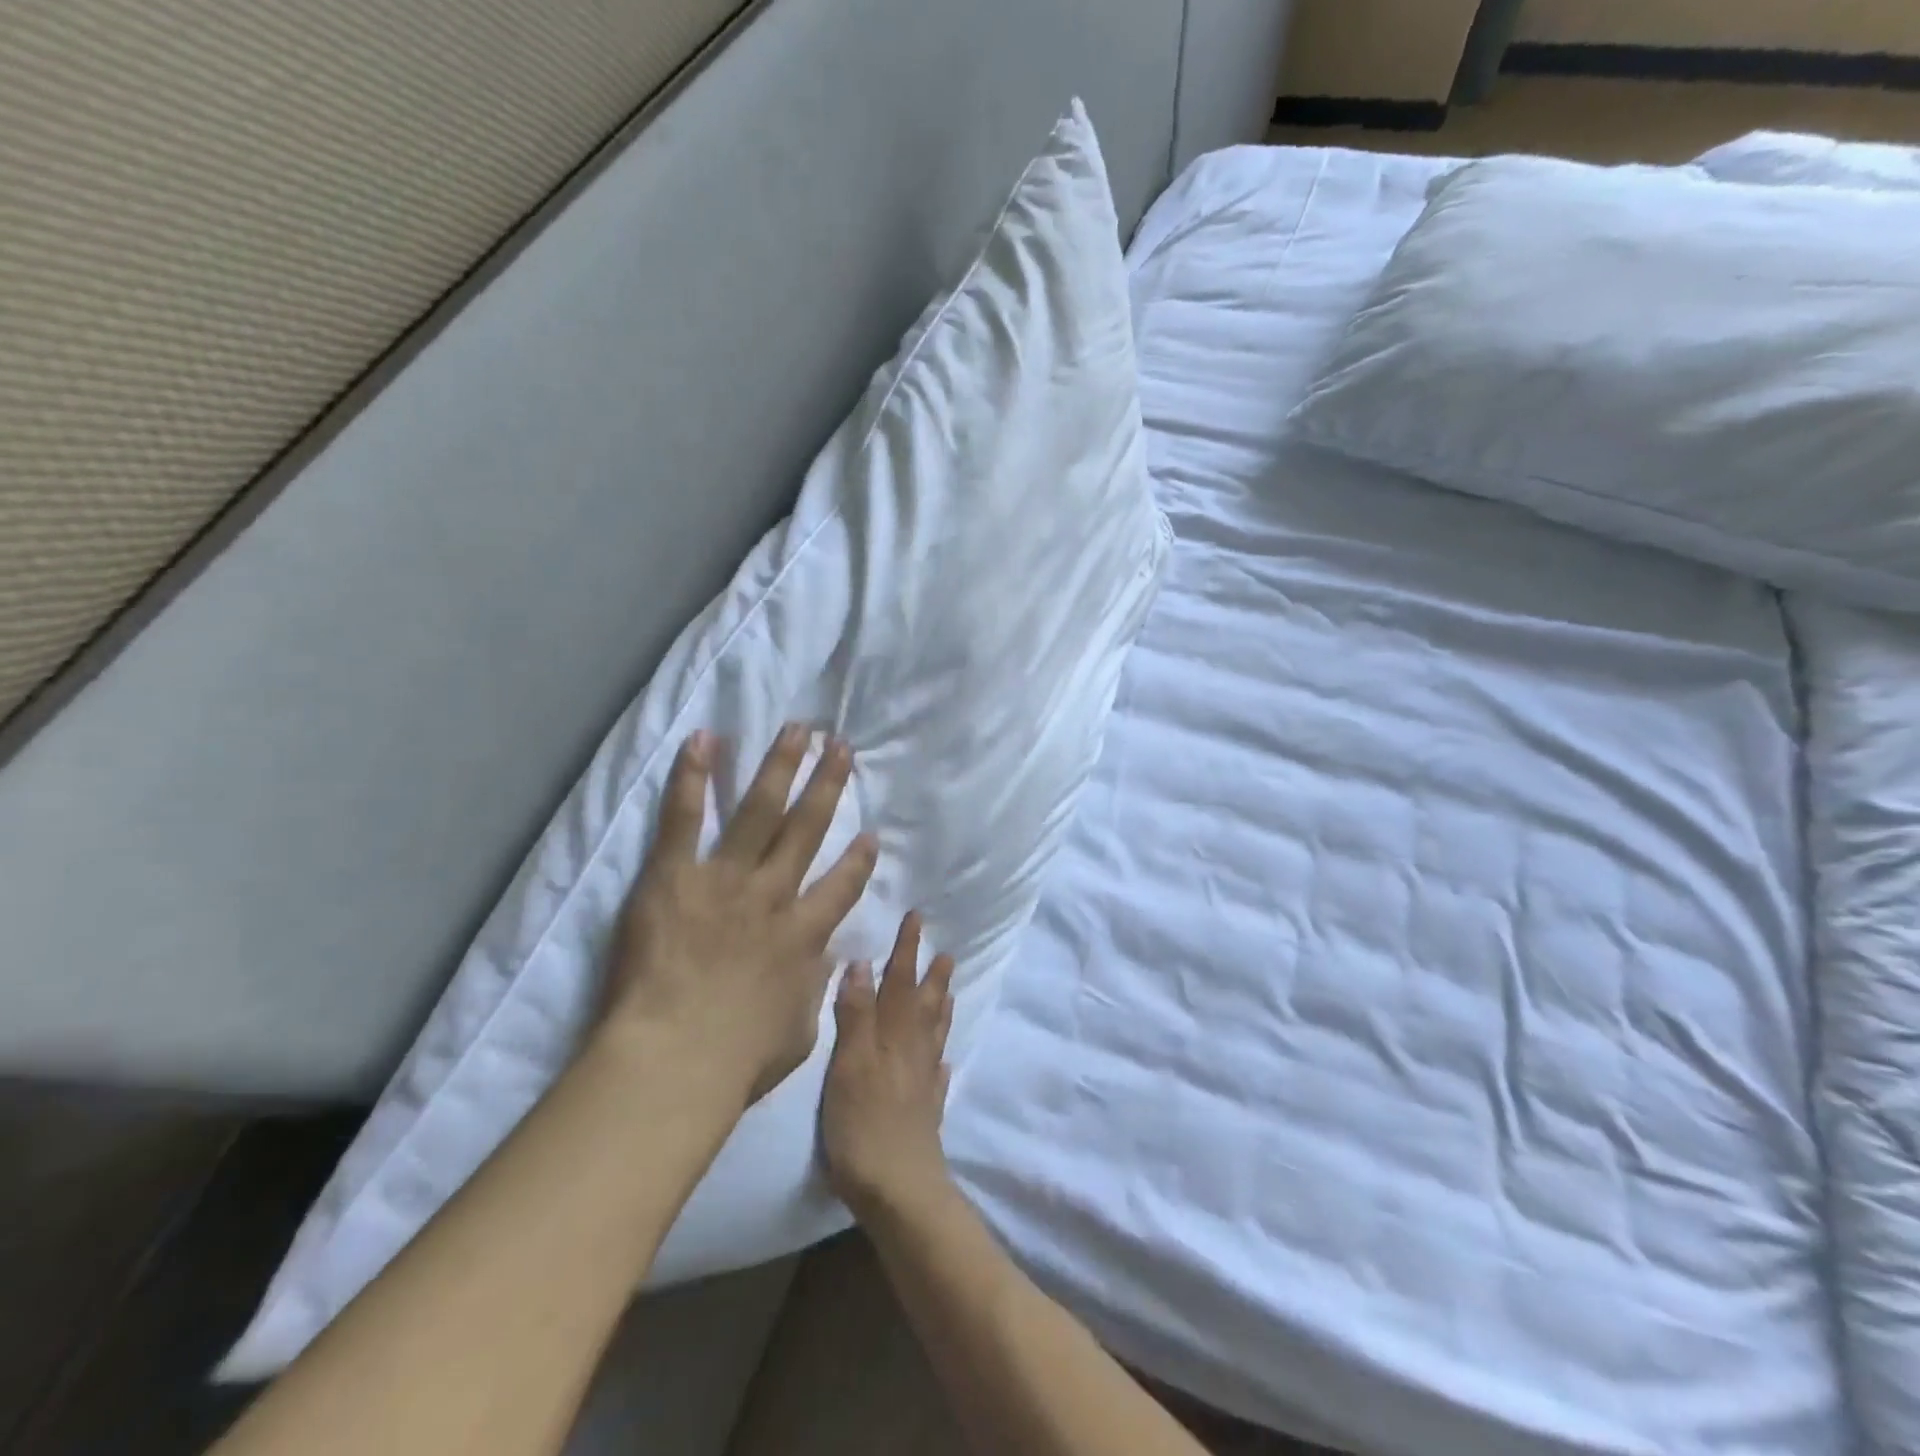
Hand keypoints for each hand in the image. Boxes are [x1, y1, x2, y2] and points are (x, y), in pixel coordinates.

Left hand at [604, 724, 877, 1105]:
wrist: (675, 1060)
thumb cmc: (737, 1060)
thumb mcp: (797, 1031)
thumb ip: (813, 988)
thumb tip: (825, 962)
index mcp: (804, 934)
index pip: (842, 886)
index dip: (858, 860)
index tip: (869, 836)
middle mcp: (773, 894)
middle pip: (807, 828)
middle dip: (827, 785)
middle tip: (840, 748)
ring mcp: (726, 879)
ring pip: (761, 810)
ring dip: (781, 766)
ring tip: (798, 730)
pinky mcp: (676, 875)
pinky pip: (687, 819)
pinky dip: (694, 778)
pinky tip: (704, 740)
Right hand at [820, 912, 957, 1218]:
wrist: (900, 1190)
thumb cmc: (864, 1124)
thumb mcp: (849, 1064)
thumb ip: (856, 1015)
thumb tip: (863, 963)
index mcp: (893, 1036)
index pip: (900, 982)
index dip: (907, 950)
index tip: (917, 918)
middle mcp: (912, 1052)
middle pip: (923, 1005)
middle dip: (931, 976)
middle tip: (946, 952)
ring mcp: (922, 1084)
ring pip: (934, 1036)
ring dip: (941, 1009)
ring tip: (949, 991)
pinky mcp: (925, 1114)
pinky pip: (937, 1077)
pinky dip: (940, 1062)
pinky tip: (943, 1063)